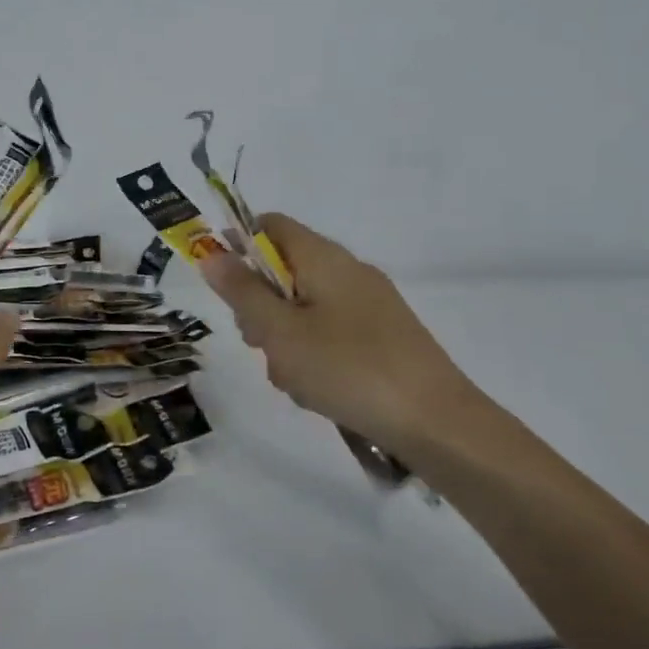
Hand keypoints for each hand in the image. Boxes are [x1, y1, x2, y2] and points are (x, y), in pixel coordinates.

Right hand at [197, 213, 484, 457]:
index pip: (270, 225)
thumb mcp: (279, 331)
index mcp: (324, 258)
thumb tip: (211, 253)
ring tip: (290, 377)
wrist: (436, 423)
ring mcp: (369, 305)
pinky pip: (329, 333)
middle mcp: (348, 271)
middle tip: (257, 342)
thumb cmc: (347, 368)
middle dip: (259, 305)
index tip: (222, 286)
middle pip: (284, 270)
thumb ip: (242, 291)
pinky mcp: (382, 337)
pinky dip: (311, 354)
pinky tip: (316, 390)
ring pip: (303, 308)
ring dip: (283, 337)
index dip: (238, 245)